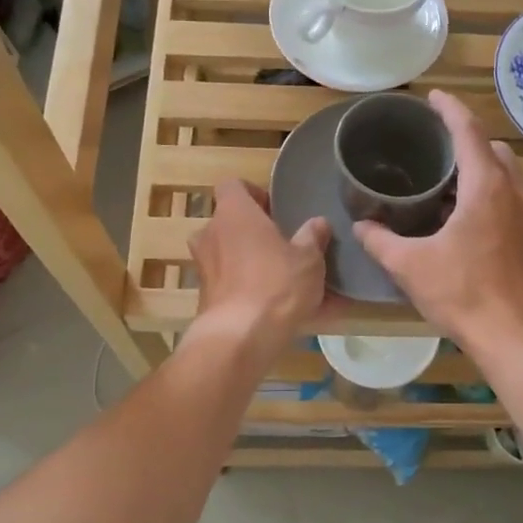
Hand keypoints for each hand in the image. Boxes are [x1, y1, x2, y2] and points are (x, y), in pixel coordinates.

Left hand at [187, 179, 329, 367]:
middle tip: (282, 245)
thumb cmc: (276, 284)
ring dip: (251, 263)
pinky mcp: (205, 299)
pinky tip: (280, 311)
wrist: (240, 338)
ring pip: (230, 257)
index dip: (253, 193)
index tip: (275, 209)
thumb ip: (313, 237)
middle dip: (254, 233)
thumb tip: (318, 223)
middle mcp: (211, 235)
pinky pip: (233, 287)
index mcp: (234, 213)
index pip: (232, 185)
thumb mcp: (308, 258)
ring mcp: (204, 268)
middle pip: (229, 223)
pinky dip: (251, 292)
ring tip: (284, 280)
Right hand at [354, 90, 522, 360]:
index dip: (450, 109)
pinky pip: (511, 203)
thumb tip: (361, 226)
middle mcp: (514, 195)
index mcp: (487, 188)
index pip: (469, 132)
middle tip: (437, 145)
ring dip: (482, 169)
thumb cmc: (463, 293)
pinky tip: (466, 221)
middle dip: (468, 139)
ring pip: (508, 177)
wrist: (514, 336)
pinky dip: (491, 196)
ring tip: (449, 181)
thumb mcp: (410, 266)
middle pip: (494, 151)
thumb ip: (381, 242)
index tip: (433, 97)